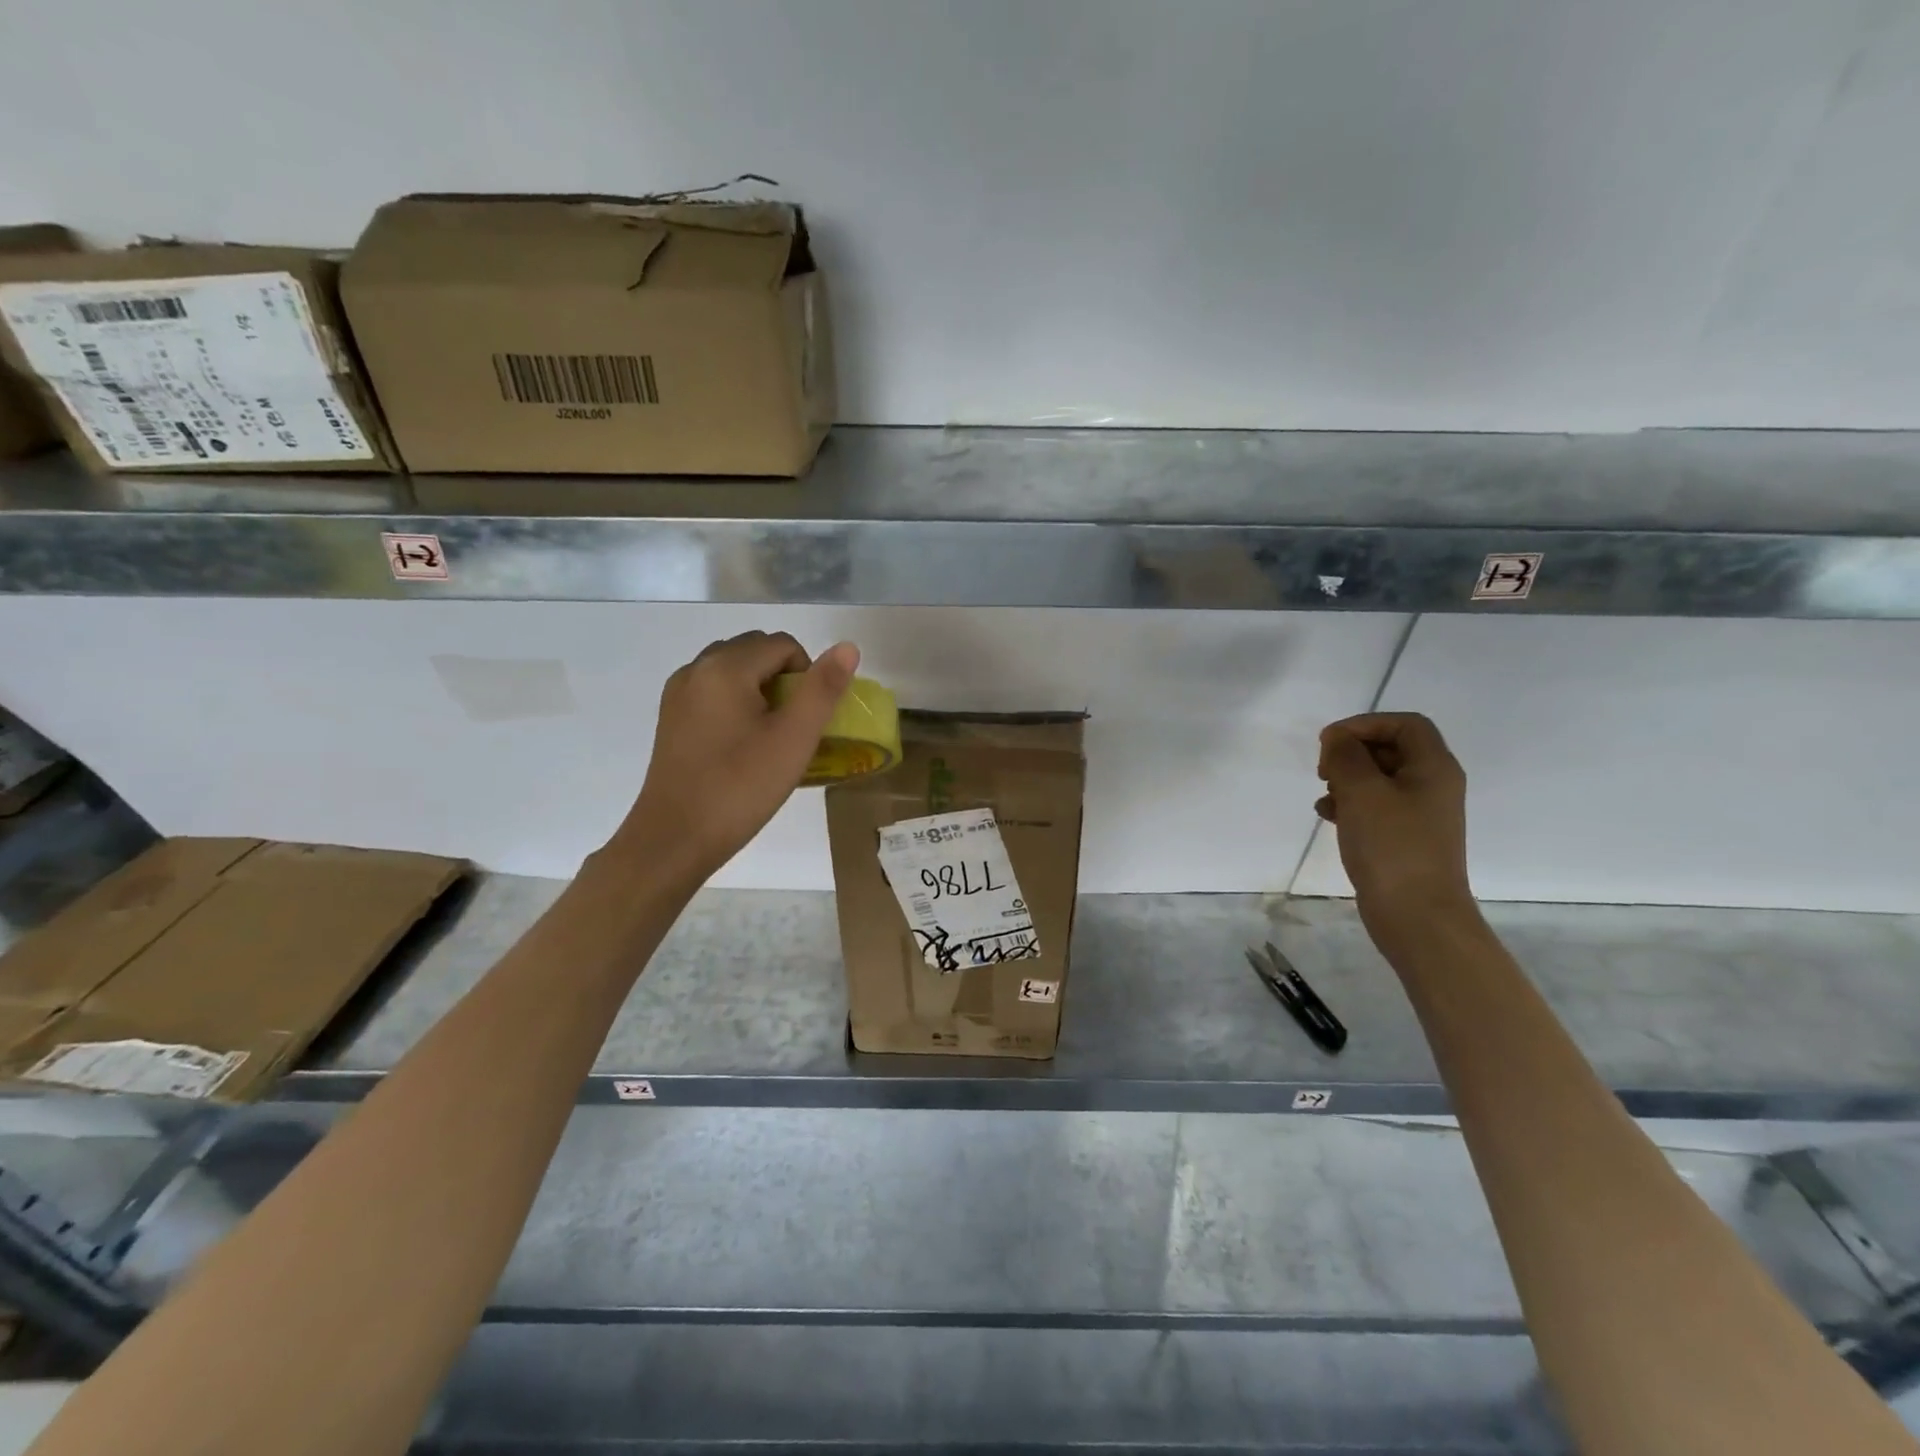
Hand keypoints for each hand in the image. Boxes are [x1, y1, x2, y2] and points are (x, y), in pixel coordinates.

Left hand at [616, 631, 859, 878]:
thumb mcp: (794, 739)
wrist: (674, 838)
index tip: (807, 720)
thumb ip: (822, 689)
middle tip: (792, 728)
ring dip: (760, 690)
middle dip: (784, 680)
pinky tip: (741, 745)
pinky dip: (736, 704)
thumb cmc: (741, 787)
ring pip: (734, 670)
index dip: (808, 676)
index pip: (783, 645)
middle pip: (756, 651)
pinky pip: (714, 691)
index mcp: (725, 667)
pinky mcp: (671, 717)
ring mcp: (679, 693)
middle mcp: (697, 668)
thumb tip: (847, 647)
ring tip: (768, 737)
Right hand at [1316, 712, 1473, 923]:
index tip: (1330, 743)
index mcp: (1434, 768)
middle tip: (1324, 769)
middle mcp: (1432, 785)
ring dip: (1347, 778)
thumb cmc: (1392, 846)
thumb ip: (1346, 756)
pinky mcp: (1402, 837)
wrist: (1416, 915)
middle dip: (1352, 751)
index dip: (1365, 724)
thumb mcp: (1363, 792)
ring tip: (1325, 794)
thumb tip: (1338, 740)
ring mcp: (1418, 813)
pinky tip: (1327, 815)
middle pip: (1390, 748)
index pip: (1404, 724)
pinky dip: (1349, 803)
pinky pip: (1374, 805)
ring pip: (1379, 777)